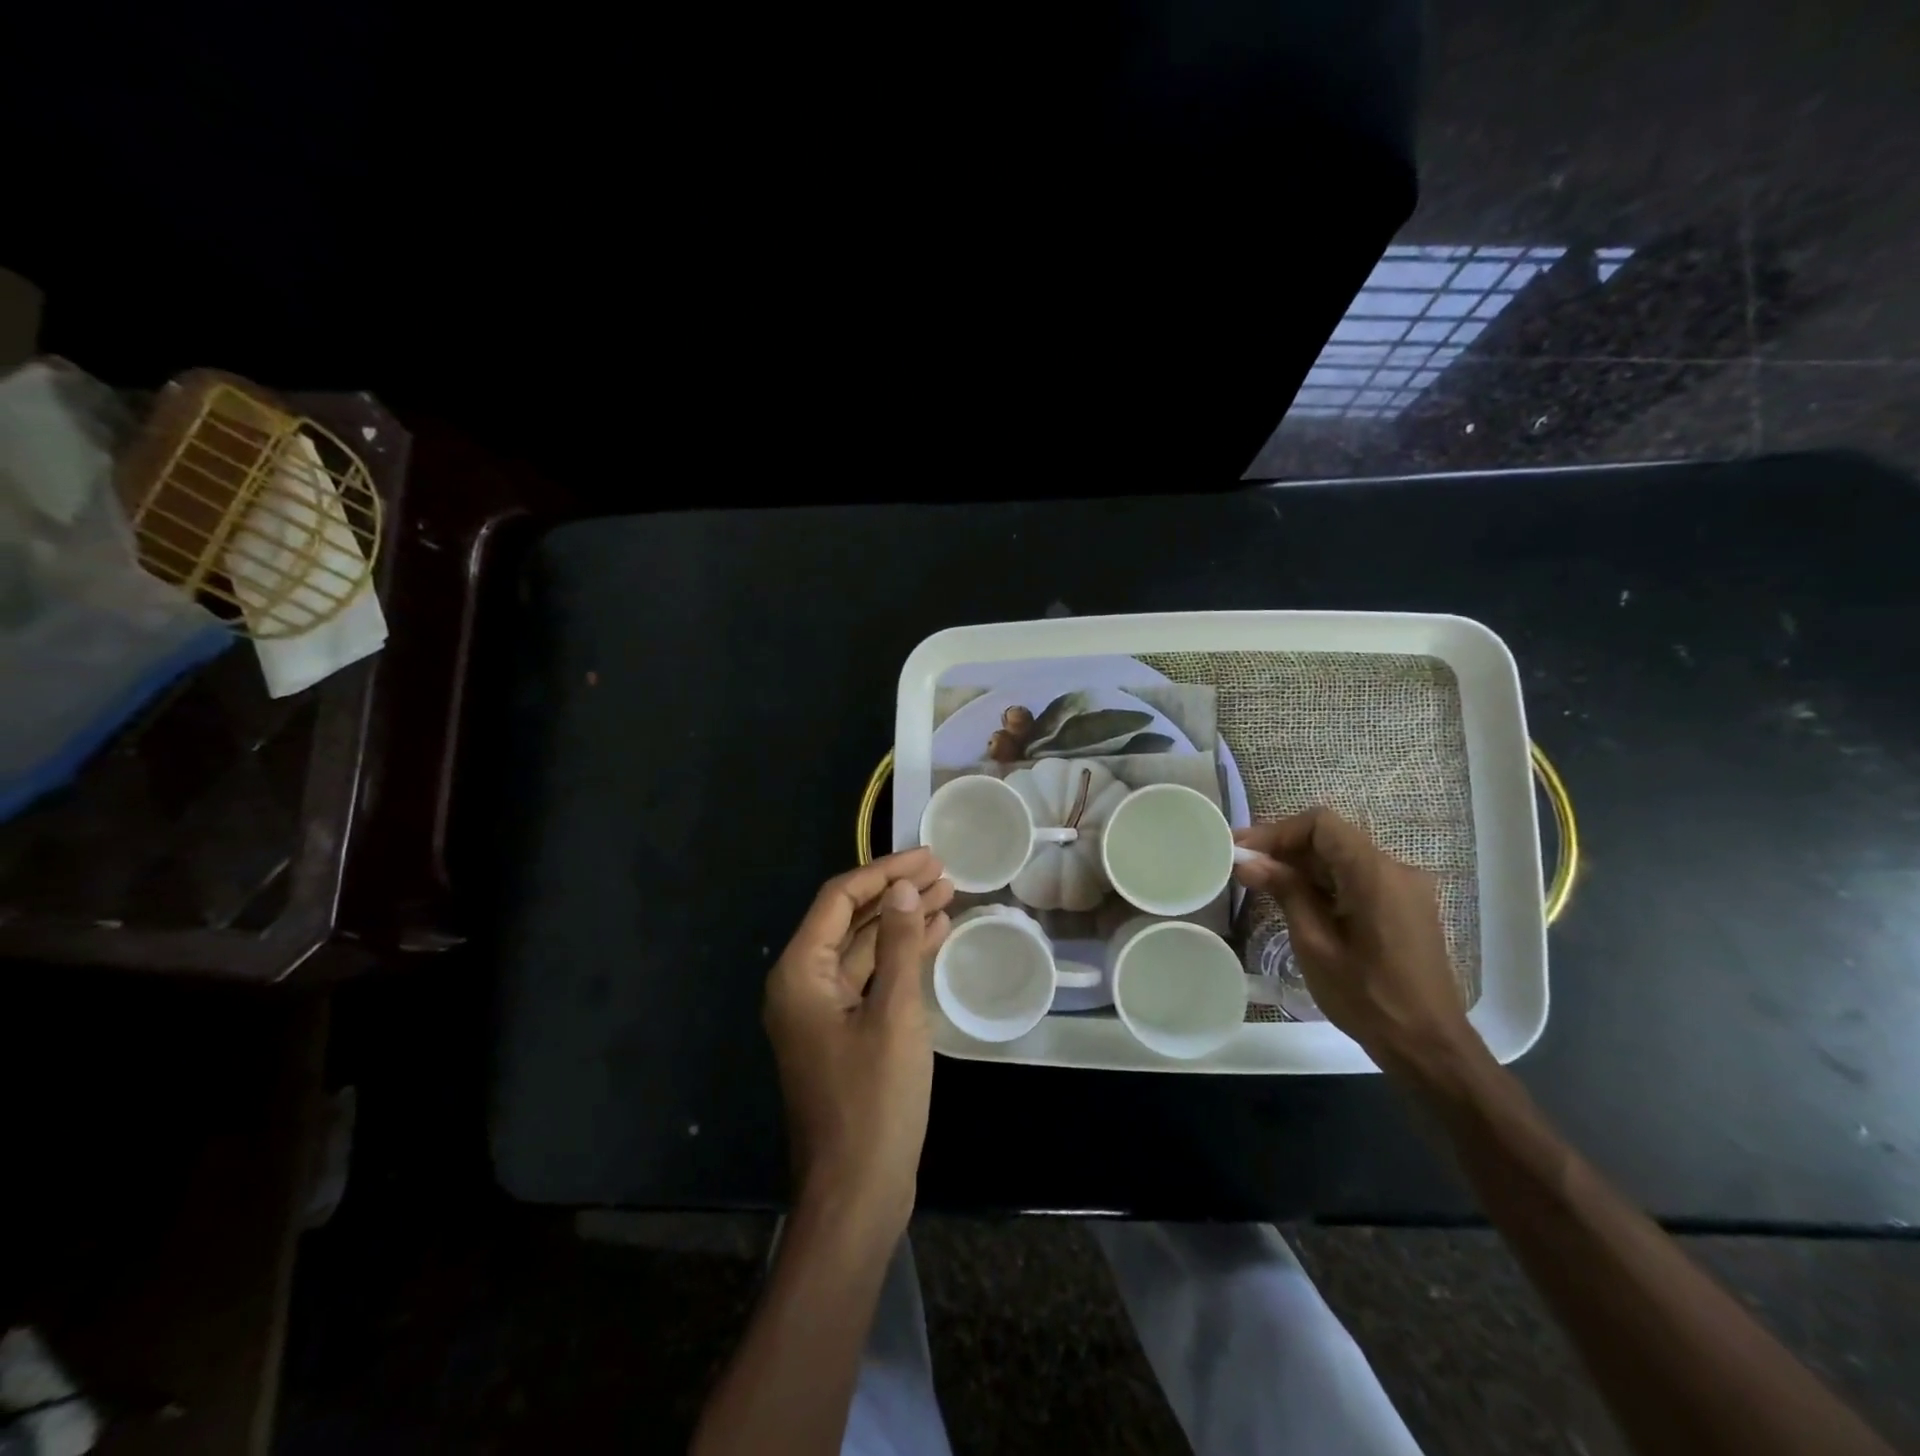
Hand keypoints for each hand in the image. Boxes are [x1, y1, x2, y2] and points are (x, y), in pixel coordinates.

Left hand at [763, 848, 953, 1235]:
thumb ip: (896, 945)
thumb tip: (902, 888)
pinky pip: (870, 979)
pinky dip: (899, 957)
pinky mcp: (843, 1032)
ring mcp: (822, 1010)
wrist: (856, 1192)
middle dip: (895, 893)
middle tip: (943, 872)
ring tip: (947, 896)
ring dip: (901, 922)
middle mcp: (802, 984)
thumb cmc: (873, 1100)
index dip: (884, 871)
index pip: (839, 898)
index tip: (928, 856)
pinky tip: (934, 938)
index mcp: (800, 972)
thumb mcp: (893, 1014)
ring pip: (862, 948)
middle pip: (849, 919)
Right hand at [1233, 808, 1473, 1071]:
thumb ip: (1285, 892)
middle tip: (1243, 865)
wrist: (1429, 1047)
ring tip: (1261, 882)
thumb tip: (1247, 860)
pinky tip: (1296, 901)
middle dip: (1285, 848)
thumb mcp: (1315, 944)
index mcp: (1375, 874)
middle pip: (1332, 839)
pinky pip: (1357, 879)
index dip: (1278, 831)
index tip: (1243, 849)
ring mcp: (1404, 890)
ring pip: (1343, 858)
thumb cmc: (1367, 998)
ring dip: (1302, 866)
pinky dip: (1324, 882)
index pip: (1321, 824)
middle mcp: (1396, 871)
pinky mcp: (1404, 908)